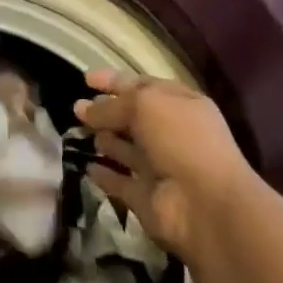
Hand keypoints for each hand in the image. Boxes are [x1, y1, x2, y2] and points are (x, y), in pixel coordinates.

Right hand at [75, 68, 255, 260]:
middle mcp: (170, 133)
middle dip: (106, 111)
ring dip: (105, 140)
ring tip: (79, 131)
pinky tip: (86, 167)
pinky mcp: (146, 197)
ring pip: (125, 149)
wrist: (205, 204)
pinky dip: (104, 175)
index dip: (115, 81)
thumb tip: (83, 108)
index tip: (87, 79)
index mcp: (179, 104)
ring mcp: (158, 167)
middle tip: (77, 108)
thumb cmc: (181, 139)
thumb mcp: (145, 105)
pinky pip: (120, 182)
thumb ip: (112, 105)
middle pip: (132, 118)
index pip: (142, 86)